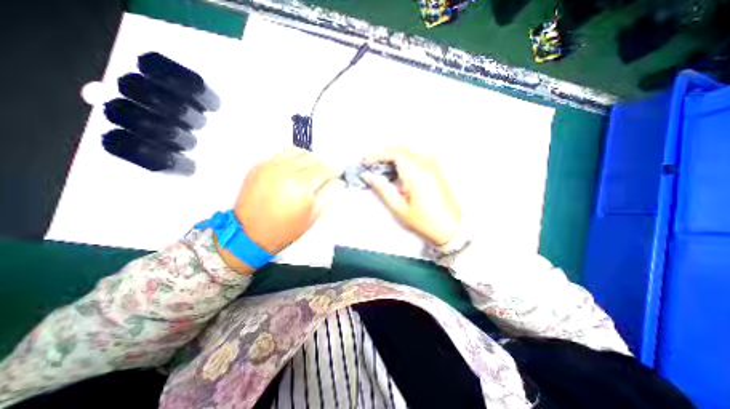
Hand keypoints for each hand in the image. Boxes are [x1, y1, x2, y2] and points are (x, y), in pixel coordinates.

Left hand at [231, 148, 340, 255]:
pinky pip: (281, 154)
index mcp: (301, 186)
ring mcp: (270, 166)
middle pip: (313, 157)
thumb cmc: (283, 230)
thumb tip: (338, 181)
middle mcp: (286, 171)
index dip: (335, 169)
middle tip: (324, 174)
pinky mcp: (259, 165)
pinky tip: (293, 171)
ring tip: (309, 170)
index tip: (338, 171)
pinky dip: (291, 159)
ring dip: (307, 159)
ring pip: (297, 151)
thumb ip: (327, 194)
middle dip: (322, 164)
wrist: (249, 234)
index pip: (325, 169)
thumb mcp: (312, 215)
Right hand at [360, 149, 457, 247]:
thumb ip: (383, 189)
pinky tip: (397, 170)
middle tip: (371, 166)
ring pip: (408, 151)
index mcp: (416, 173)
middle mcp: (425, 164)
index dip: (376, 155)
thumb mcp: (399, 208)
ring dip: (392, 155)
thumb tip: (369, 176)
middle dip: (383, 154)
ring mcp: (432, 165)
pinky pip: (416, 156)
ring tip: (381, 168)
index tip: (366, 162)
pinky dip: (403, 158)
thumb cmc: (425, 221)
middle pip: (400, 149)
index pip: (393, 153)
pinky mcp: (434, 168)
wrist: (450, 226)